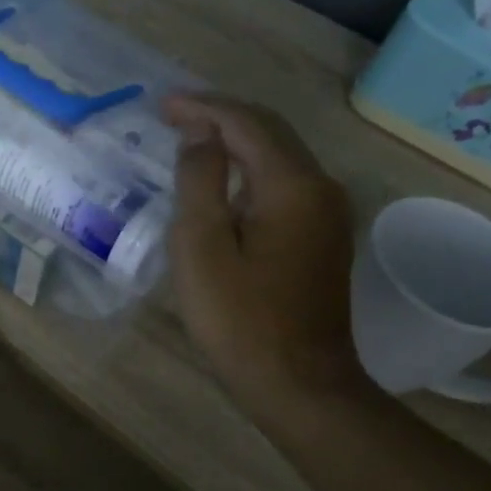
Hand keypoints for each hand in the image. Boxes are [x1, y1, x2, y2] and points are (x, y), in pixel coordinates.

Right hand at [163, 93, 365, 417]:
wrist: (300, 385)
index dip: (203, 107)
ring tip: (192, 137)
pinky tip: (224, 180)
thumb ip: (199, 181)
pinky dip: (251, 168)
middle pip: (270, 132)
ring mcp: (328, 213)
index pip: (246, 123)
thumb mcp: (202, 247)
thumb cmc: (240, 319)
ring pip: (279, 156)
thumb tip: (201, 134)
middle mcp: (320, 187)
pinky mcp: (323, 236)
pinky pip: (285, 182)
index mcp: (292, 185)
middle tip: (173, 114)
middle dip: (220, 116)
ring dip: (236, 140)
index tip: (162, 105)